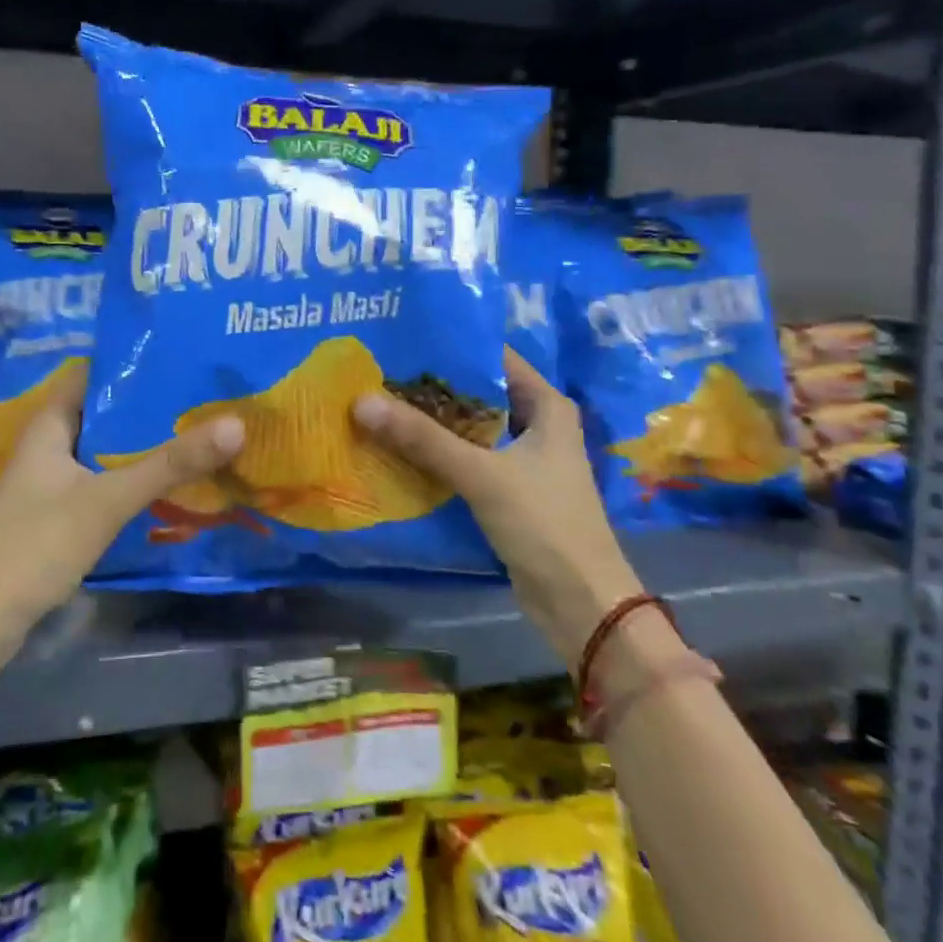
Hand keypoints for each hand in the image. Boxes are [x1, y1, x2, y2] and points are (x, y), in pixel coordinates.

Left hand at [0, 366, 243, 650]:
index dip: (135, 362)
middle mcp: (50, 446)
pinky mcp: (60, 516)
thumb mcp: (107, 500)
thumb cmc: (34, 546)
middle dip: (152, 406)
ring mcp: (53, 483)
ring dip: (147, 444)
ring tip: (202, 431)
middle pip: (107, 412)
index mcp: (50, 425)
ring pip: (108, 451)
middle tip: (208, 396)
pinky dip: (135, 478)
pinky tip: (173, 483)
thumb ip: (169, 464)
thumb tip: (237, 424)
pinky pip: (106, 483)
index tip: (185, 356)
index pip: (94, 373)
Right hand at [353, 348, 639, 666]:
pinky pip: (468, 459)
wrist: (581, 602)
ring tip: (380, 402)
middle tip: (380, 371)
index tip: (404, 339)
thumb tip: (361, 401)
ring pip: (471, 428)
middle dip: (433, 386)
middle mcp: (538, 424)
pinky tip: (400, 448)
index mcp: (547, 406)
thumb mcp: (481, 474)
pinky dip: (440, 453)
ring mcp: (524, 459)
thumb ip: (422, 438)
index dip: (452, 347)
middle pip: (479, 393)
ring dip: (433, 421)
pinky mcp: (509, 490)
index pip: (495, 358)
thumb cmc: (544, 523)